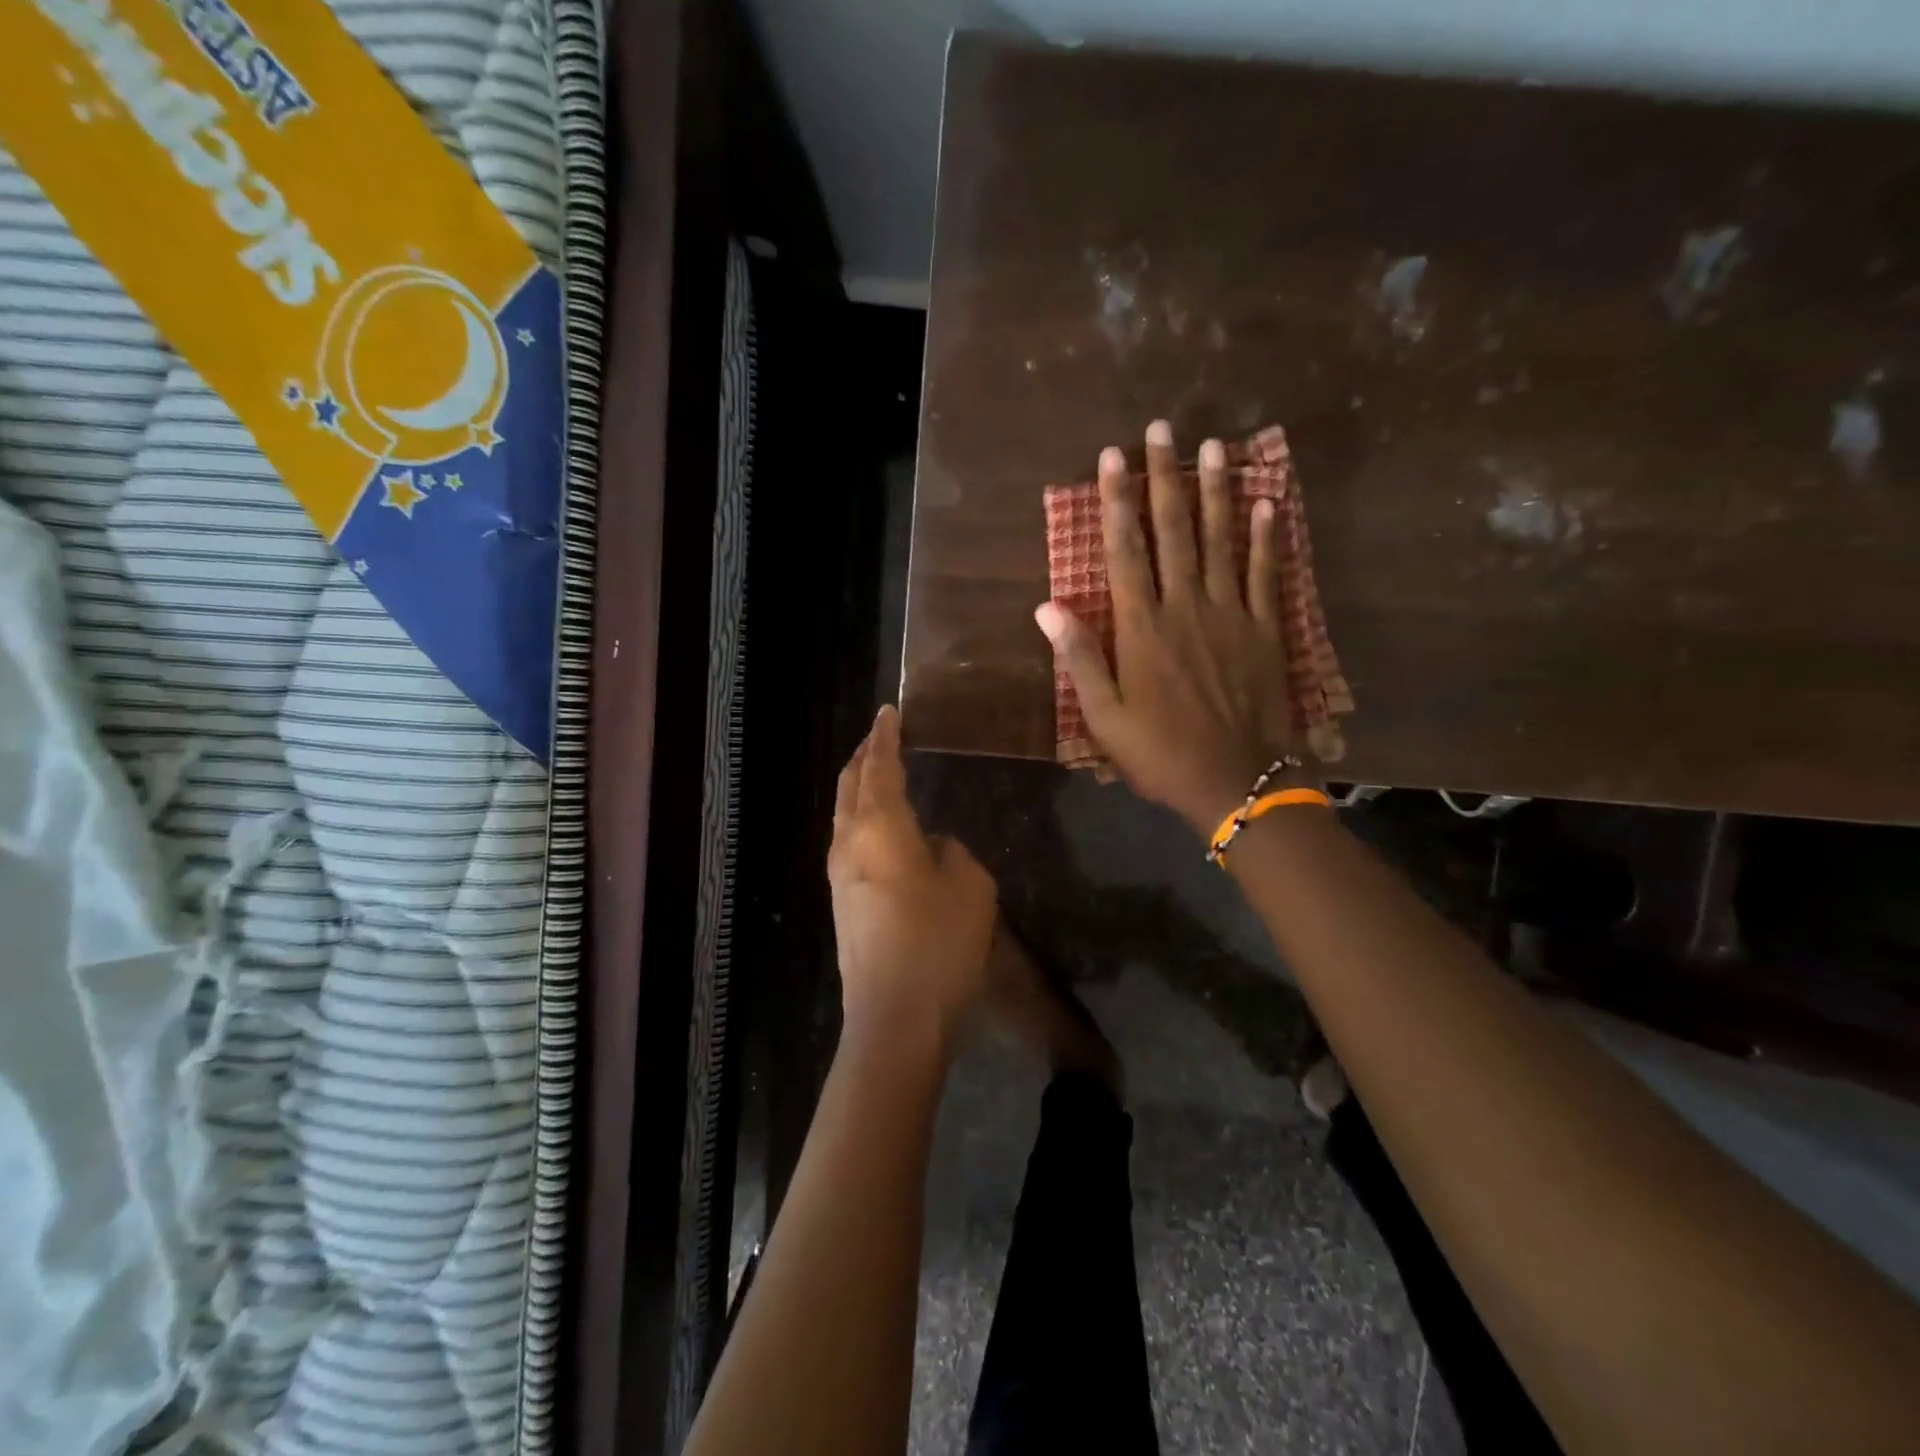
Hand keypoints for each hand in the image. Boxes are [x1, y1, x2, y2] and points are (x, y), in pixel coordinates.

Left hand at [828, 705, 996, 1046]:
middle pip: (850, 786)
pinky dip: (859, 817)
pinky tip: (877, 827)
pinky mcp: (842, 904)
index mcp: (881, 828)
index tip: (888, 712)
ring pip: (843, 815)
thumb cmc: (939, 943)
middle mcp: (850, 844)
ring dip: (857, 787)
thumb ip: (952, 853)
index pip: (880, 767)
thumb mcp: (970, 886)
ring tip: (875, 772)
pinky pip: (848, 842)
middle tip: (879, 734)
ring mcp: (840, 876)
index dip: (886, 736)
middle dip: (864, 756)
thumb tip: (932, 846)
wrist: (894, 1019)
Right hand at [1037, 420, 1296, 834]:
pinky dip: (1266, 536)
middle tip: (1162, 429)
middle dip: (1165, 477)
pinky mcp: (1265, 630)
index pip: (1126, 551)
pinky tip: (1266, 501)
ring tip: (1215, 445)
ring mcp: (1230, 614)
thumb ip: (1079, 658)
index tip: (1112, 457)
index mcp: (1141, 629)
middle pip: (1174, 531)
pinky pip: (1265, 573)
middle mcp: (1185, 607)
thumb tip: (1047, 607)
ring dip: (1216, 490)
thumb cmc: (1160, 753)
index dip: (1117, 501)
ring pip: (1221, 540)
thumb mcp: (1104, 718)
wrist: (1235, 782)